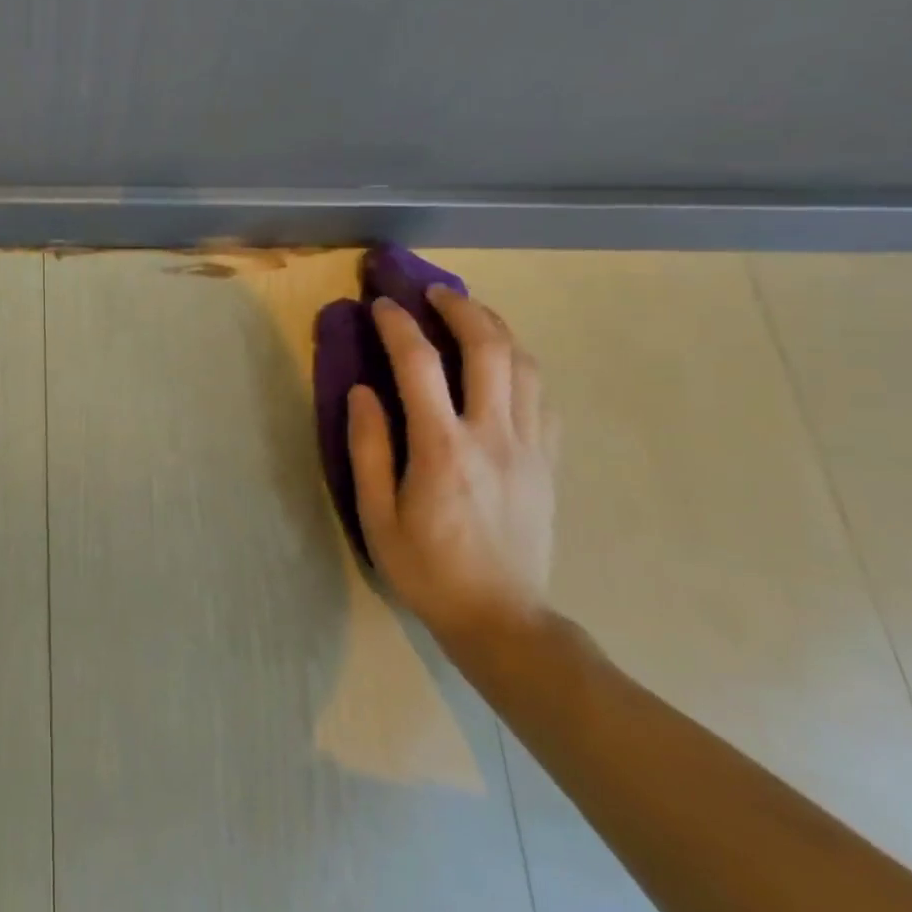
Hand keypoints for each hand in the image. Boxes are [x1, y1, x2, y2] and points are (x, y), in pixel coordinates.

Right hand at [346, 288, 556, 643]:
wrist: (503, 619)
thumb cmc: (427, 569)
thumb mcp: (376, 516)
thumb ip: (368, 447)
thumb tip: (362, 391)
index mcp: (442, 448)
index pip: (419, 365)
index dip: (398, 325)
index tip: (381, 305)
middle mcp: (492, 435)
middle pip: (488, 348)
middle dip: (461, 308)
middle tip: (435, 292)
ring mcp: (530, 446)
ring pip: (525, 364)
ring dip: (497, 328)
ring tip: (471, 314)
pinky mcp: (549, 461)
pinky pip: (544, 396)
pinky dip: (522, 365)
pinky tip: (504, 364)